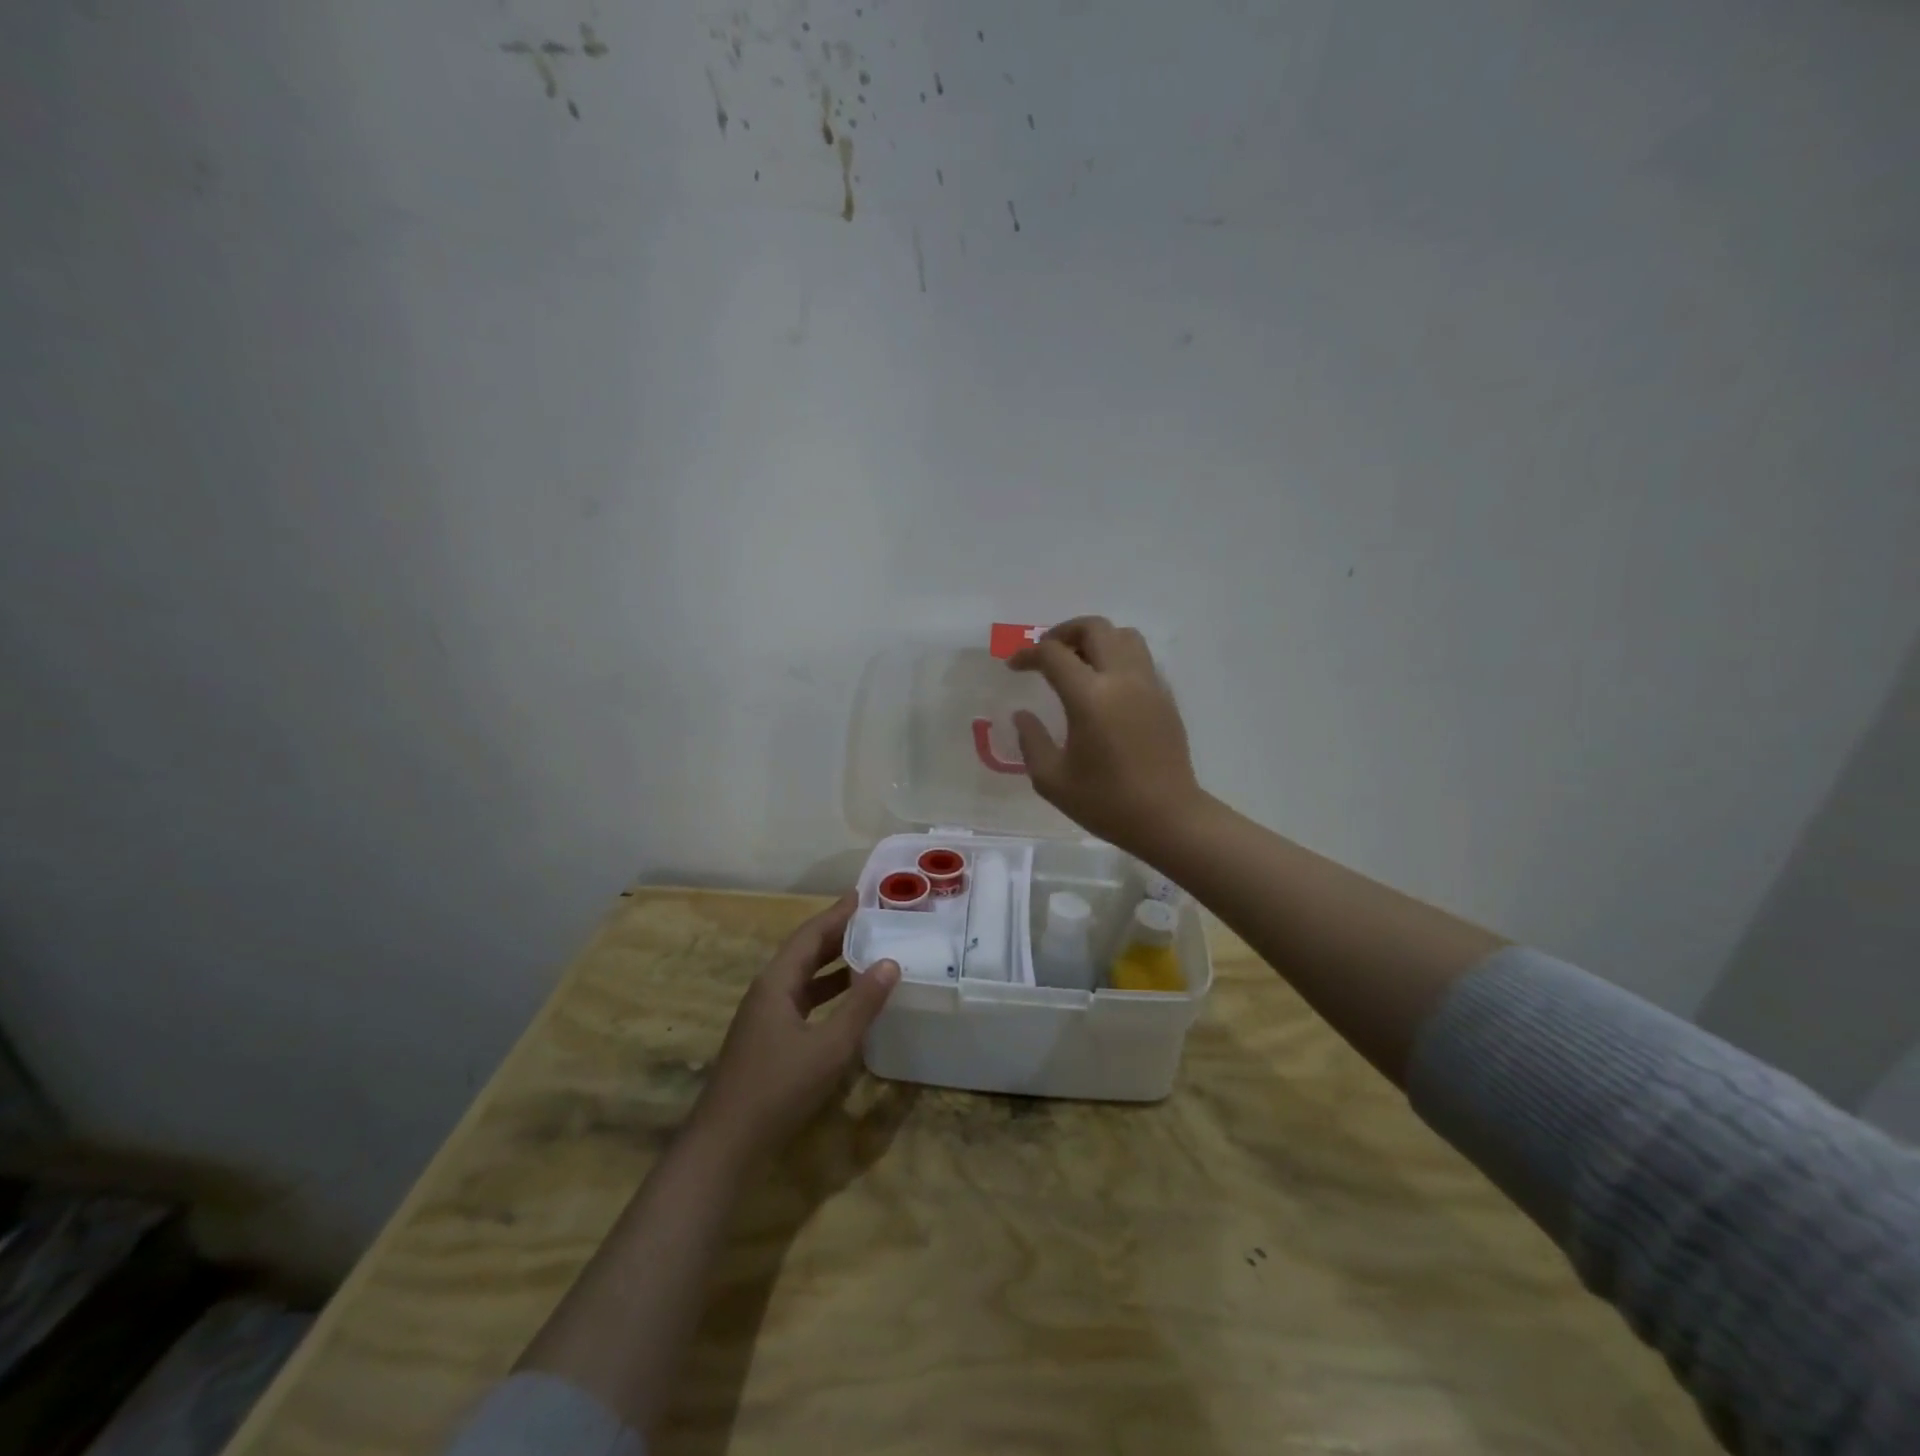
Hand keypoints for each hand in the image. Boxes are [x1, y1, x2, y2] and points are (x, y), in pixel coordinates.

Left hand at [689, 894, 899, 1161]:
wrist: (726, 1144)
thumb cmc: (779, 1088)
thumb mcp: (830, 1046)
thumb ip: (861, 1005)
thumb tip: (890, 962)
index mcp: (776, 983)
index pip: (810, 935)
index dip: (836, 914)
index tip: (861, 895)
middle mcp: (767, 991)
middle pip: (804, 952)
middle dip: (836, 934)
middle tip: (871, 920)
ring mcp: (763, 1017)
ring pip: (802, 978)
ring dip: (832, 965)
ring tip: (866, 953)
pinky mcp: (766, 1040)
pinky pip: (801, 1001)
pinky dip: (825, 992)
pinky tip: (846, 1002)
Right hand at [1010, 616, 1204, 853]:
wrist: (1168, 818)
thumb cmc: (1106, 803)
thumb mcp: (1052, 780)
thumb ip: (1031, 741)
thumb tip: (1023, 715)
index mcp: (1090, 697)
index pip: (1054, 654)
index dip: (1028, 654)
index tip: (1014, 667)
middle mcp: (1122, 679)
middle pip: (1094, 628)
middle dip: (1063, 632)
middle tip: (1046, 654)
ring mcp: (1149, 685)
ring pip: (1124, 636)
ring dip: (1096, 639)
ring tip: (1078, 663)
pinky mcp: (1165, 697)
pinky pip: (1140, 659)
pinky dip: (1118, 657)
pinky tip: (1105, 687)